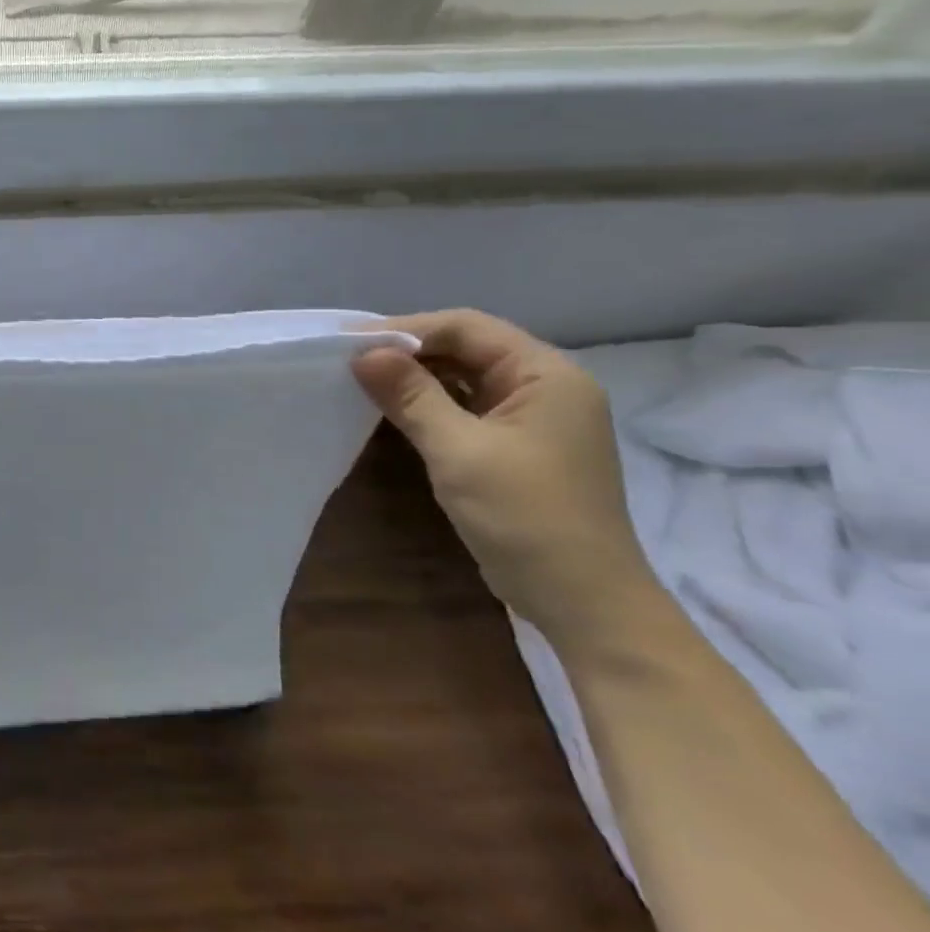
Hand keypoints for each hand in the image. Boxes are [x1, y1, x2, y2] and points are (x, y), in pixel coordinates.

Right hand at [352, 310, 663, 652]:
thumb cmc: (525, 517)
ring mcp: (533, 418)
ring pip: (465, 378)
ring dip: (416, 376)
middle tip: (349, 358)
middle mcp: (546, 387)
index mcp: (547, 375)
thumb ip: (410, 396)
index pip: (468, 328)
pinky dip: (429, 403)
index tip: (351, 340)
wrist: (582, 603)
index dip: (407, 328)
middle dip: (408, 350)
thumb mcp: (458, 450)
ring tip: (362, 379)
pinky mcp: (517, 446)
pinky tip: (393, 409)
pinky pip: (467, 407)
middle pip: (467, 348)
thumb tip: (362, 353)